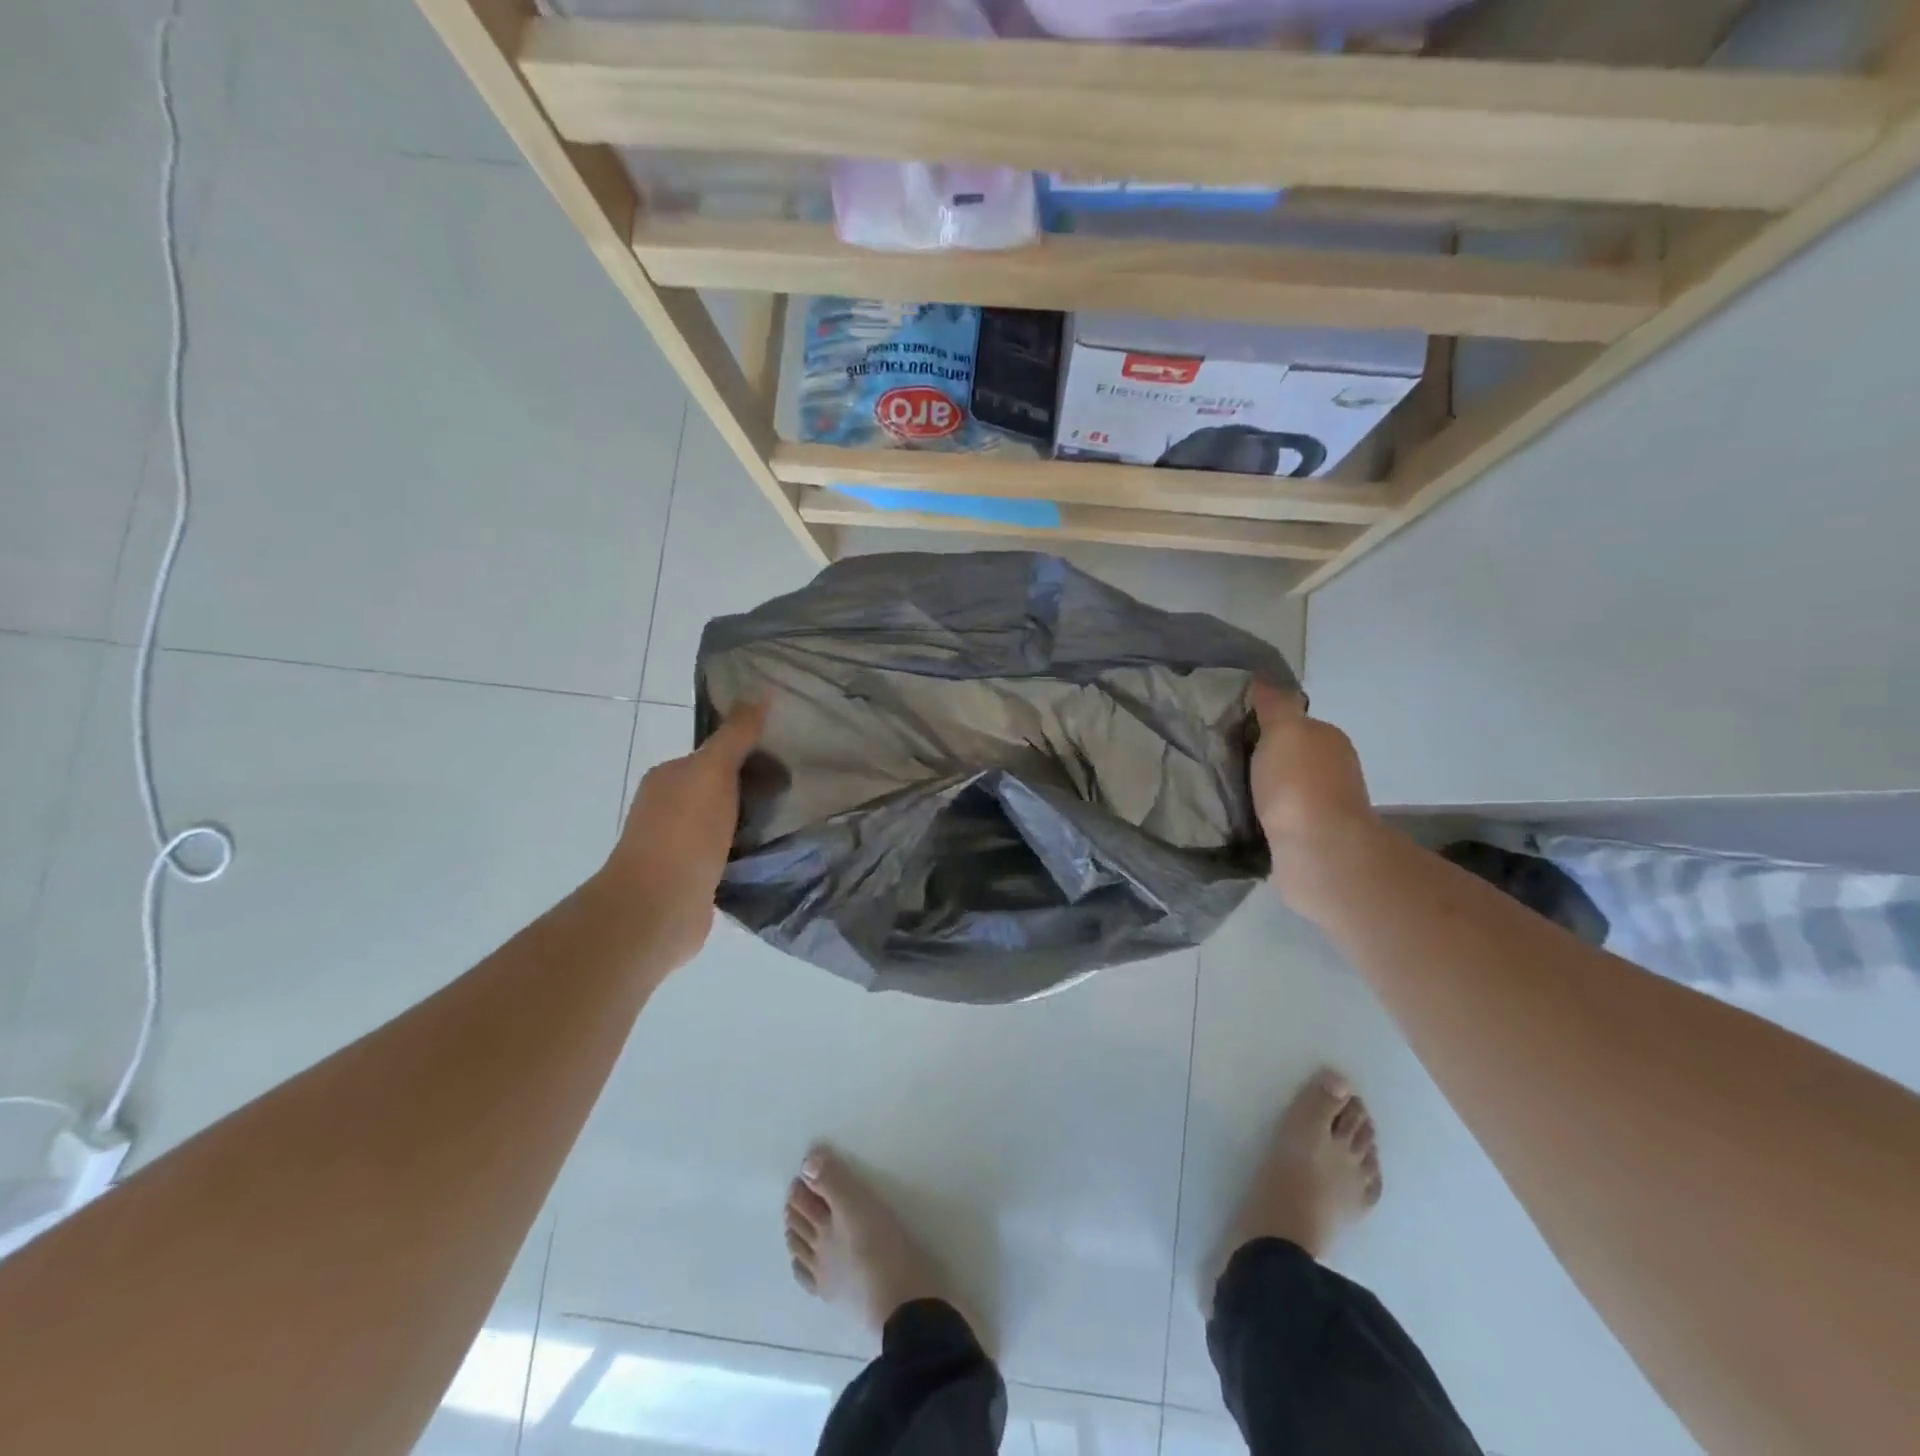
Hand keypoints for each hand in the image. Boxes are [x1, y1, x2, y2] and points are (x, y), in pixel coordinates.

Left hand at [600, 698, 768, 969]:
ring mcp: (677, 846)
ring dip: (750, 823)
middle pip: (719, 789)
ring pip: (724, 824)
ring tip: (790, 822)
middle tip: (794, 791)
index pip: (713, 755)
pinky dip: (746, 852)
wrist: (659, 906)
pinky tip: (771, 854)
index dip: (748, 752)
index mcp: (668, 777)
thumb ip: (737, 735)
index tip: (785, 758)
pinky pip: (726, 855)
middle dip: (752, 789)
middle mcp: (667, 808)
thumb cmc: (685, 831)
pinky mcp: (692, 880)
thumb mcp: (714, 771)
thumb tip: (761, 693)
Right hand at [1249, 682, 1380, 909]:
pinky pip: (1281, 816)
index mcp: (1328, 739)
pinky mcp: (1311, 837)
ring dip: (1263, 789)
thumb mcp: (1284, 730)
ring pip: (1285, 787)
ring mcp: (1325, 806)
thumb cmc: (1299, 784)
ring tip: (1227, 791)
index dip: (1264, 725)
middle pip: (1290, 755)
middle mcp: (1334, 769)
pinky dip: (1265, 815)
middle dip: (1262, 758)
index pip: (1293, 723)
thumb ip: (1275, 704)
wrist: (1318, 852)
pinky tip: (1243, 818)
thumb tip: (1265, 677)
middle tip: (1223, 761)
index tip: (1232, 732)